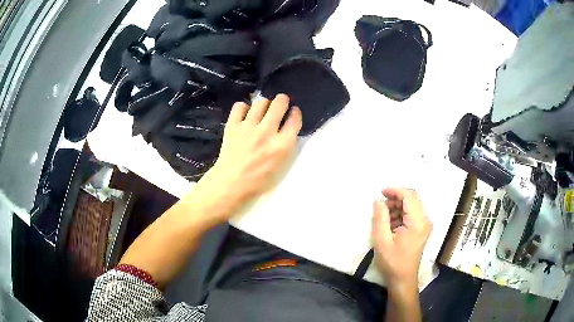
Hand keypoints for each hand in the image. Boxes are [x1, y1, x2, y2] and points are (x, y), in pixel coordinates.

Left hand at [188, 94, 301, 224]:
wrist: (231, 182)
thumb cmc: (258, 179)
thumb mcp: (281, 165)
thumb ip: (286, 145)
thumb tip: (286, 128)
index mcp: (282, 145)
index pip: (294, 119)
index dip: (295, 113)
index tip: (293, 112)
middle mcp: (267, 131)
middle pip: (279, 103)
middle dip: (282, 100)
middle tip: (280, 104)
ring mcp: (248, 127)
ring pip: (261, 102)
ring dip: (264, 104)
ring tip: (262, 110)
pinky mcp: (233, 125)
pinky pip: (240, 106)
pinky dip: (243, 108)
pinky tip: (245, 114)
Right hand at [371, 188, 431, 289]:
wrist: (403, 279)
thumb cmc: (392, 262)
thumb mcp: (382, 240)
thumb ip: (380, 218)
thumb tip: (378, 200)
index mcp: (417, 222)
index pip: (409, 196)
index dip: (395, 190)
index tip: (380, 193)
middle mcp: (425, 220)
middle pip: (412, 199)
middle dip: (395, 198)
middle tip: (380, 207)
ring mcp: (425, 224)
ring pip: (412, 205)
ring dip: (397, 207)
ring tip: (383, 218)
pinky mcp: (422, 229)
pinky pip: (412, 214)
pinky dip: (400, 214)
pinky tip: (390, 224)